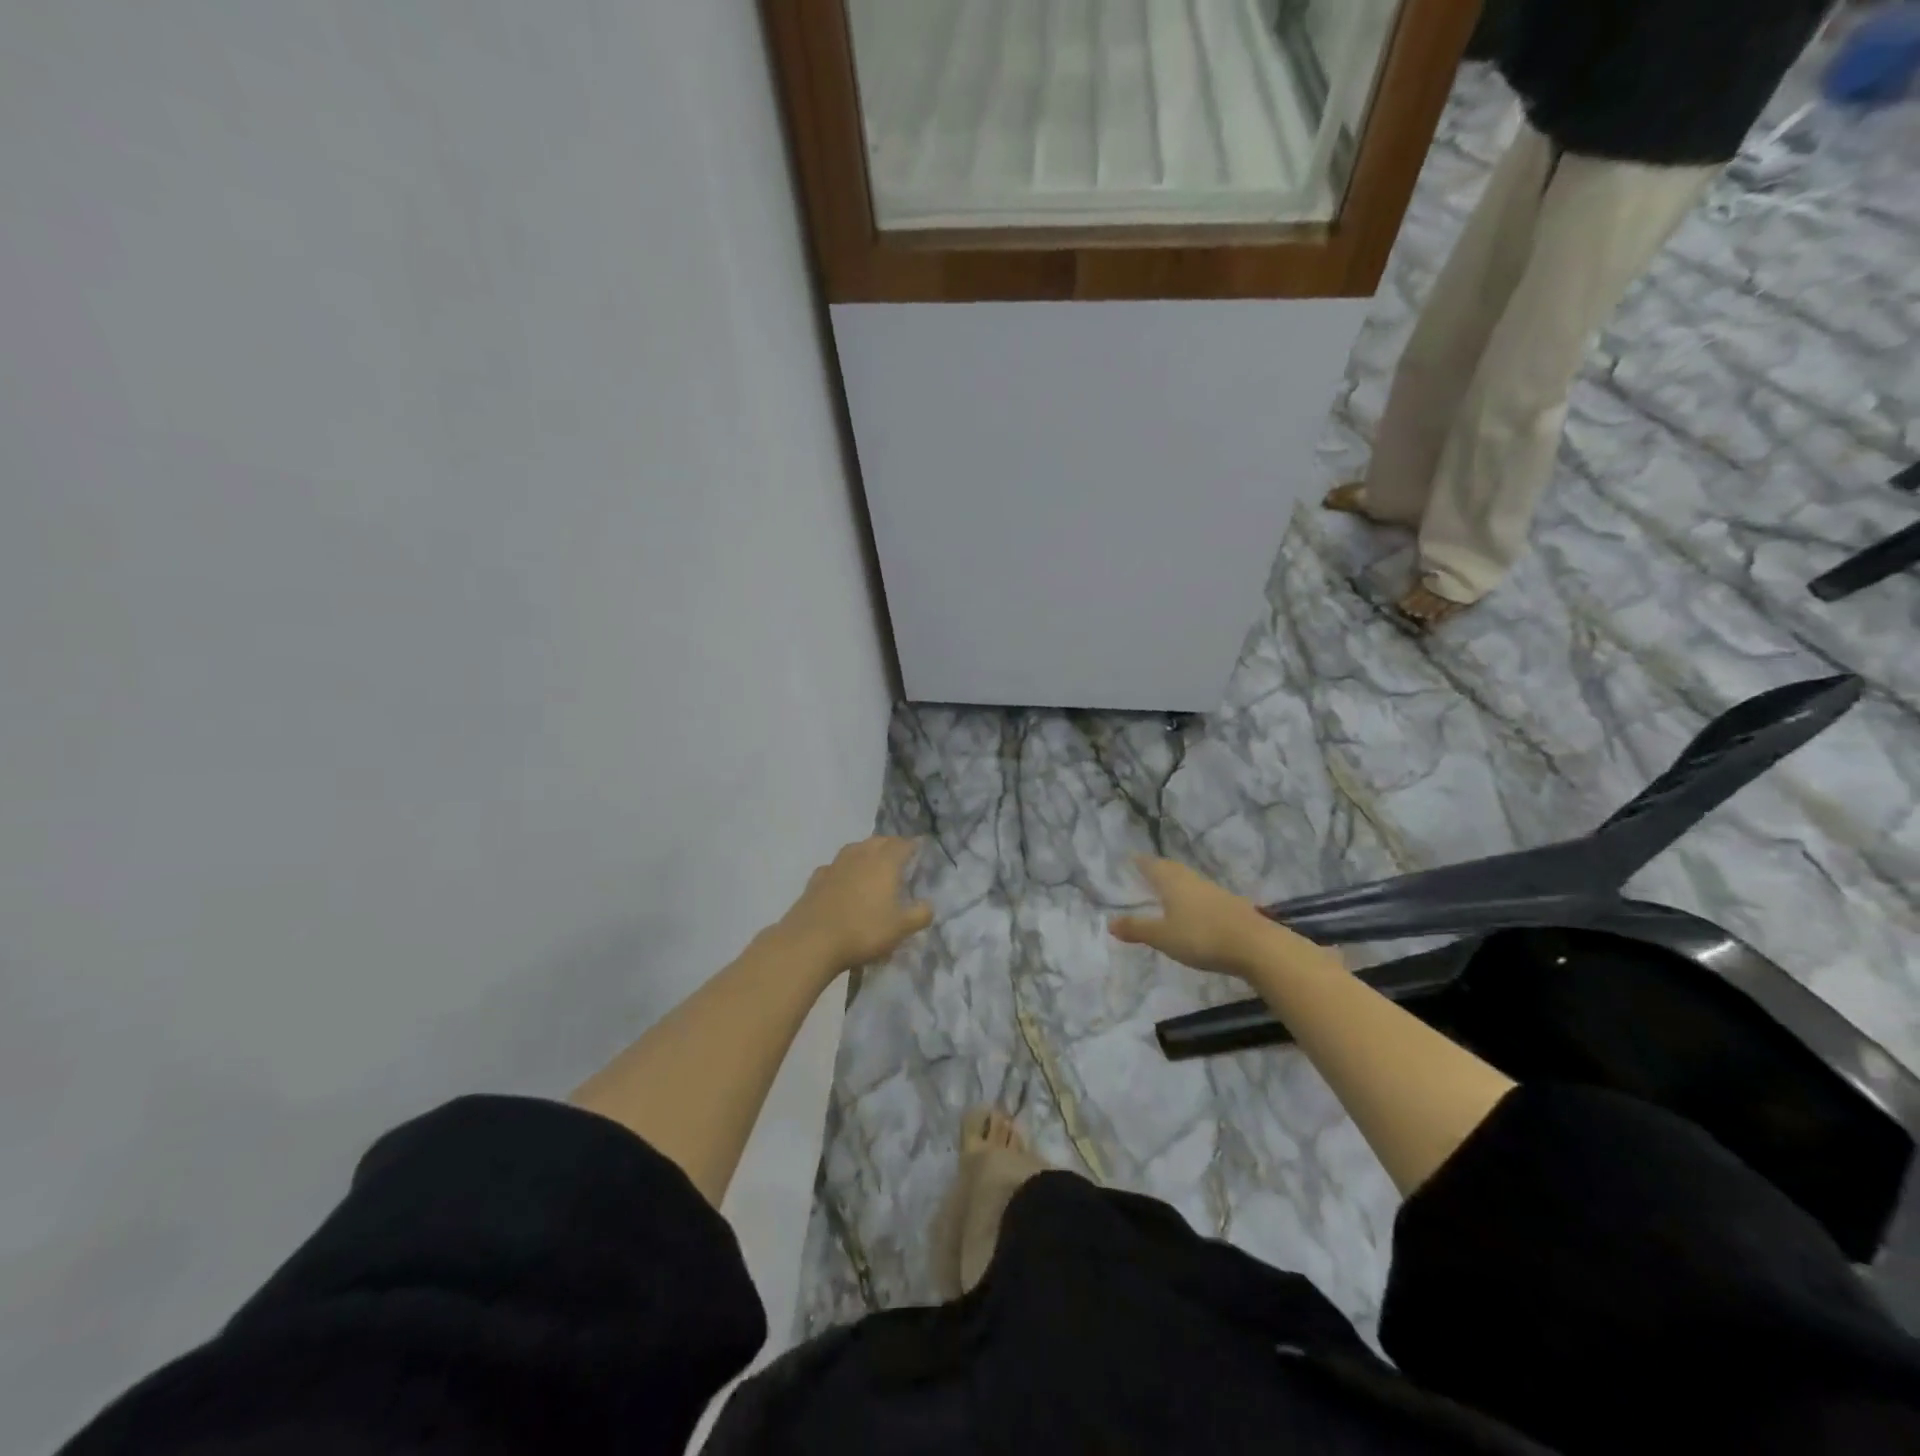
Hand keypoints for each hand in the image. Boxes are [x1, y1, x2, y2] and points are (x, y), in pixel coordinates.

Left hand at [779, 836, 933, 972]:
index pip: (902, 844)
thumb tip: (929, 905)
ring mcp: (835, 865)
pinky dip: (843, 869)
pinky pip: (835, 866)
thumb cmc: (863, 931)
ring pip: (855, 849)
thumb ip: (920, 914)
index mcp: (884, 863)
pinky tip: (843, 880)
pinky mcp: (816, 879)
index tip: (920, 848)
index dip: (913, 845)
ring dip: (866, 852)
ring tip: (872, 863)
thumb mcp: (901, 928)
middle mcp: (860, 856)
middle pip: (878, 841)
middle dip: (890, 845)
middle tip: (899, 856)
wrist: (812, 941)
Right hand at [1109, 857, 1271, 979]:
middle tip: (1147, 869)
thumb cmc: (1201, 937)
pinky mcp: (1231, 906)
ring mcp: (1214, 892)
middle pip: (1172, 869)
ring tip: (1167, 887)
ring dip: (1177, 881)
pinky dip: (1193, 896)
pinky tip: (1195, 907)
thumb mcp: (1163, 937)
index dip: (1141, 862)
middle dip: (1159, 868)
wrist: (1255, 946)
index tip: (1132, 858)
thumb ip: (1137, 929)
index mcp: (1172, 883)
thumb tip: (1110, 922)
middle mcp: (1192, 881)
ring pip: (1189, 880)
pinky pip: (1204, 894)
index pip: (1152, 866)